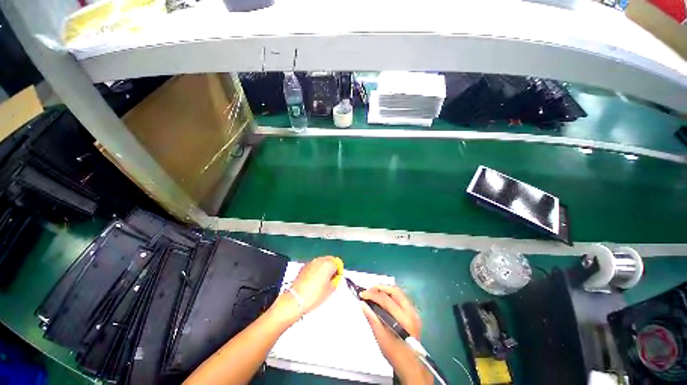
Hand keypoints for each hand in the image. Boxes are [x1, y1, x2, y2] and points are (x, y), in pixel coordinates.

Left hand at [270, 256, 341, 323]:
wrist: (296, 299)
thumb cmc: (314, 295)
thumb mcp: (330, 290)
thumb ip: (335, 281)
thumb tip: (335, 279)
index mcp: (328, 264)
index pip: (338, 263)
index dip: (338, 271)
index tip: (337, 278)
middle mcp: (319, 260)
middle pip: (329, 260)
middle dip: (331, 267)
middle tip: (331, 279)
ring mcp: (310, 262)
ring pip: (320, 262)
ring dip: (323, 268)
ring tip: (322, 281)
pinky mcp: (303, 267)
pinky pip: (313, 266)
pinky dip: (315, 270)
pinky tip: (314, 281)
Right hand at [360, 285, 432, 384]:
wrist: (413, 367)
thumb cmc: (396, 355)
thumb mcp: (382, 339)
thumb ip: (372, 319)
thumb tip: (362, 304)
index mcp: (404, 319)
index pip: (386, 300)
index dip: (373, 294)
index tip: (362, 294)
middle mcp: (411, 312)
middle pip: (395, 291)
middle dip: (380, 287)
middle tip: (368, 290)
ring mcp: (414, 312)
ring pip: (399, 293)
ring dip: (386, 289)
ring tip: (374, 292)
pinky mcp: (414, 314)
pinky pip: (401, 298)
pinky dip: (391, 295)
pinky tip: (383, 298)